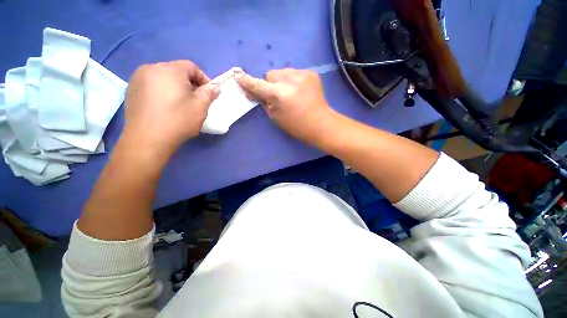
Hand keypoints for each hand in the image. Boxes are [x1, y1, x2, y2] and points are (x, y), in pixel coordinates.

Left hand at [122, 60, 218, 155]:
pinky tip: (166, 107)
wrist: (147, 139)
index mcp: (169, 70)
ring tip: (181, 103)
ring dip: (175, 87)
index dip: (203, 78)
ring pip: (163, 78)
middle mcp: (150, 68)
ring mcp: (137, 79)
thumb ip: (209, 93)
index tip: (209, 93)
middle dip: (189, 83)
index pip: (191, 66)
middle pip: (176, 71)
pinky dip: (162, 91)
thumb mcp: (200, 107)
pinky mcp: (131, 90)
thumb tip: (215, 87)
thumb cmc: (178, 120)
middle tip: (196, 99)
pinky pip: (152, 85)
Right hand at [235, 69, 334, 144]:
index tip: (238, 76)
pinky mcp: (311, 73)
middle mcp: (290, 80)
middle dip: (270, 84)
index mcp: (280, 95)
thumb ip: (263, 102)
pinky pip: (294, 73)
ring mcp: (302, 74)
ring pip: (282, 72)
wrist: (320, 123)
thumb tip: (252, 91)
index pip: (258, 85)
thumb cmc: (296, 126)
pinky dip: (292, 81)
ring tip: (290, 93)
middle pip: (271, 74)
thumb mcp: (276, 117)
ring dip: (281, 81)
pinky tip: (299, 91)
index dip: (247, 82)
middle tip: (277, 95)